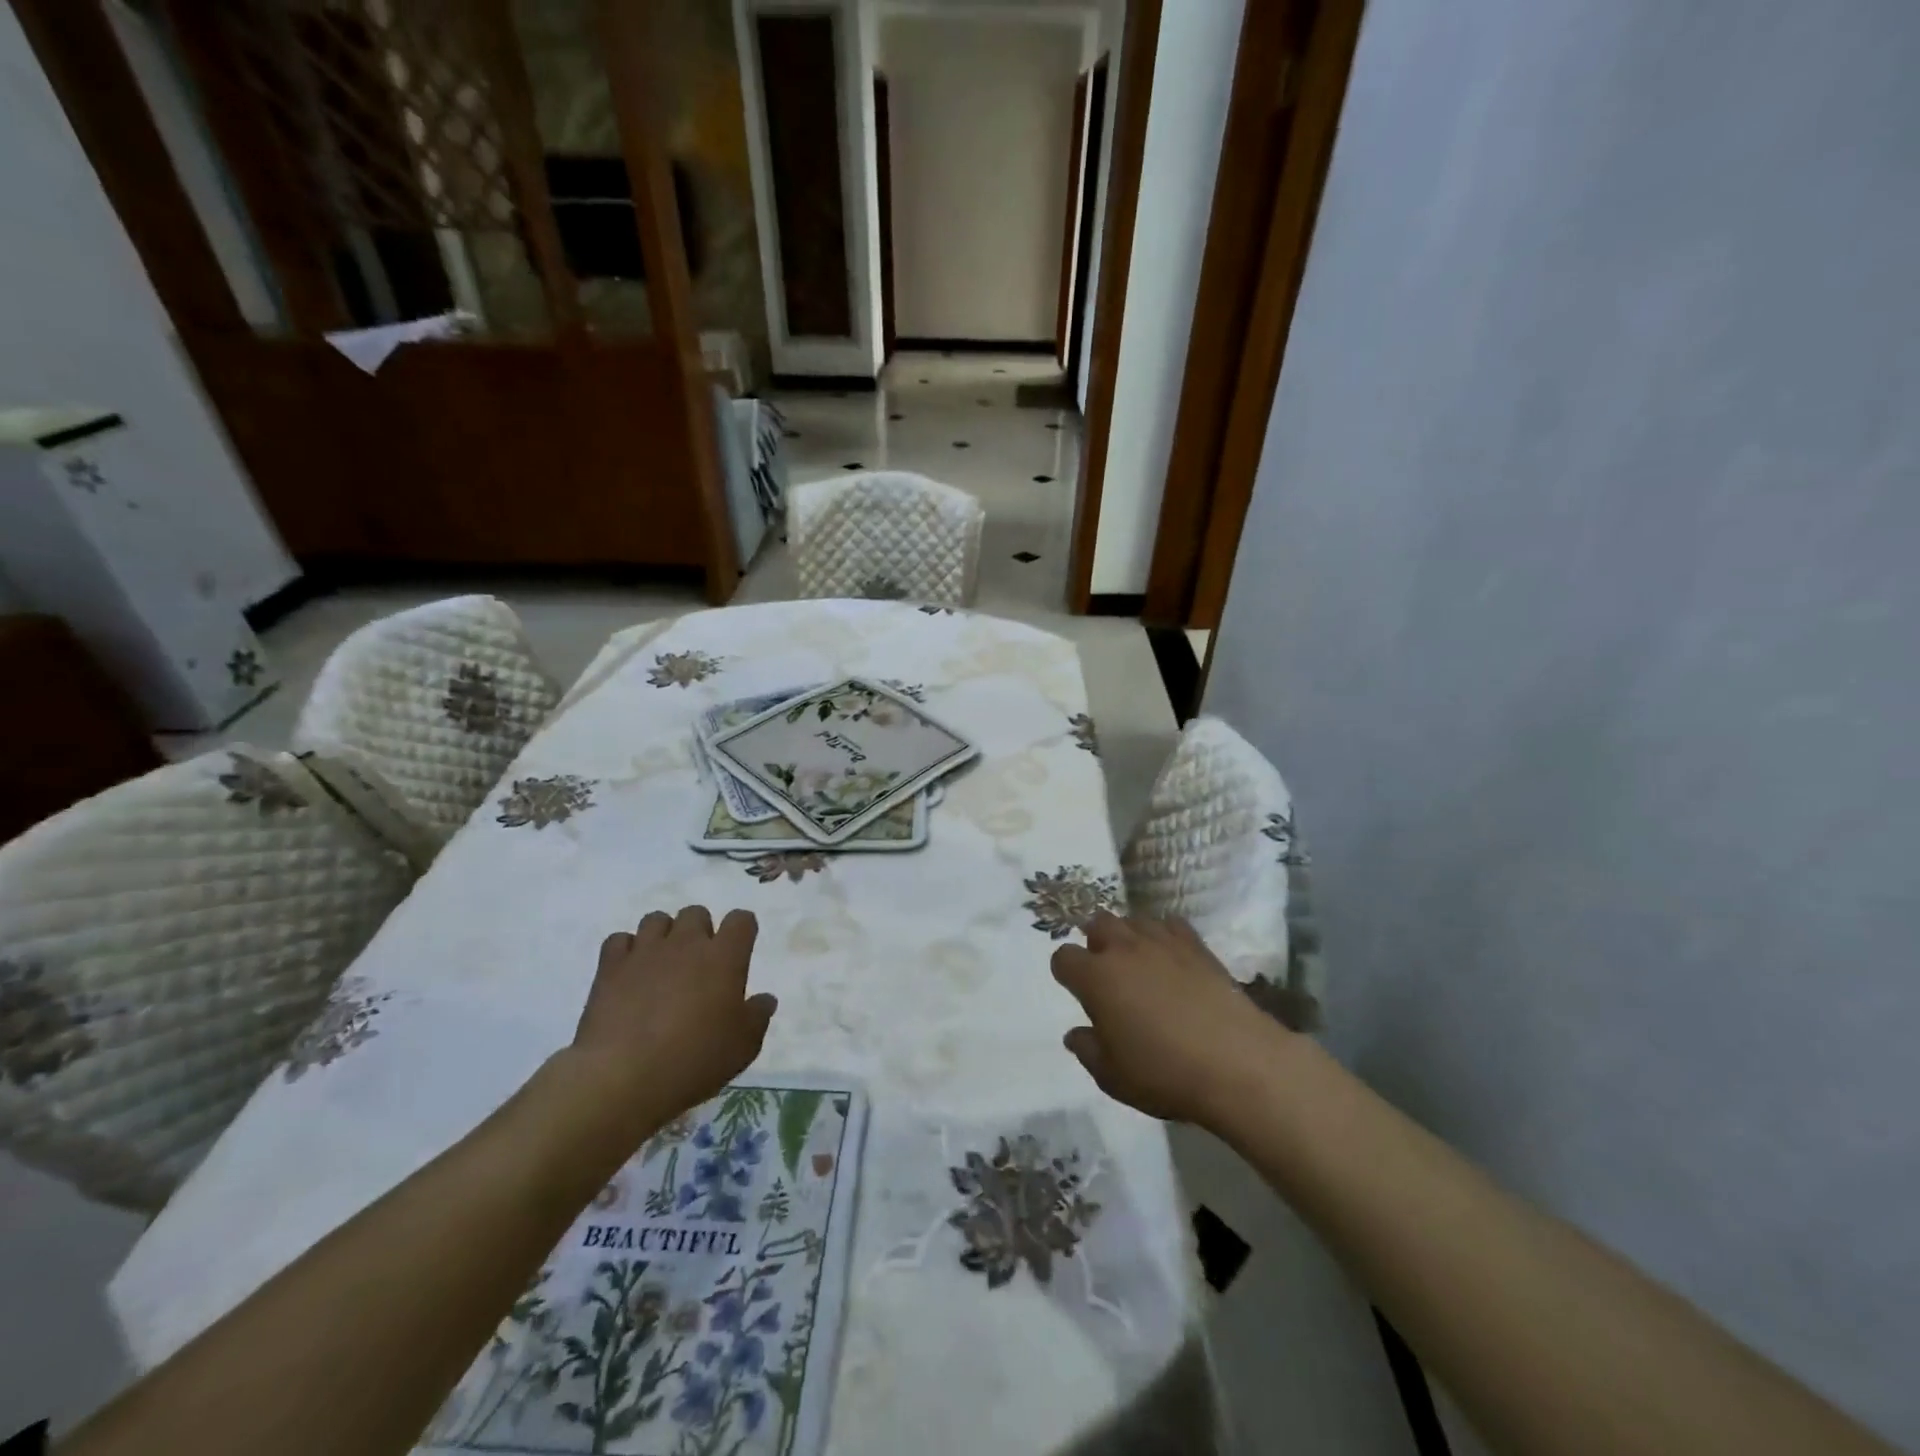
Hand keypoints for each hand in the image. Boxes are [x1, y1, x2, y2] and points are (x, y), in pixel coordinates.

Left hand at [567, 905, 776, 1135]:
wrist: (624, 1077)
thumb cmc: (694, 1059)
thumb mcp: (743, 1047)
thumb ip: (757, 1016)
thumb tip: (765, 999)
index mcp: (724, 957)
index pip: (741, 920)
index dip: (742, 930)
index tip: (739, 950)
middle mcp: (686, 943)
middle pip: (696, 913)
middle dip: (699, 931)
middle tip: (697, 964)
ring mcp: (646, 951)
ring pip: (656, 919)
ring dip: (663, 936)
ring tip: (661, 964)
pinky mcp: (611, 966)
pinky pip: (619, 940)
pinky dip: (625, 951)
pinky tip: (628, 973)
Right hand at [1051, 912, 1287, 1125]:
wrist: (1237, 1063)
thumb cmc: (1165, 1073)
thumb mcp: (1113, 1077)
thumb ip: (1088, 1051)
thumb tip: (1076, 1034)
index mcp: (1096, 977)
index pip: (1063, 957)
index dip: (1066, 973)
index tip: (1077, 992)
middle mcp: (1124, 949)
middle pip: (1097, 923)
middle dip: (1096, 942)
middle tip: (1107, 973)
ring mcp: (1162, 942)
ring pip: (1133, 919)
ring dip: (1128, 935)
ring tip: (1138, 962)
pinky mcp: (1196, 945)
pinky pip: (1170, 924)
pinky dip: (1164, 935)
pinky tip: (1171, 958)